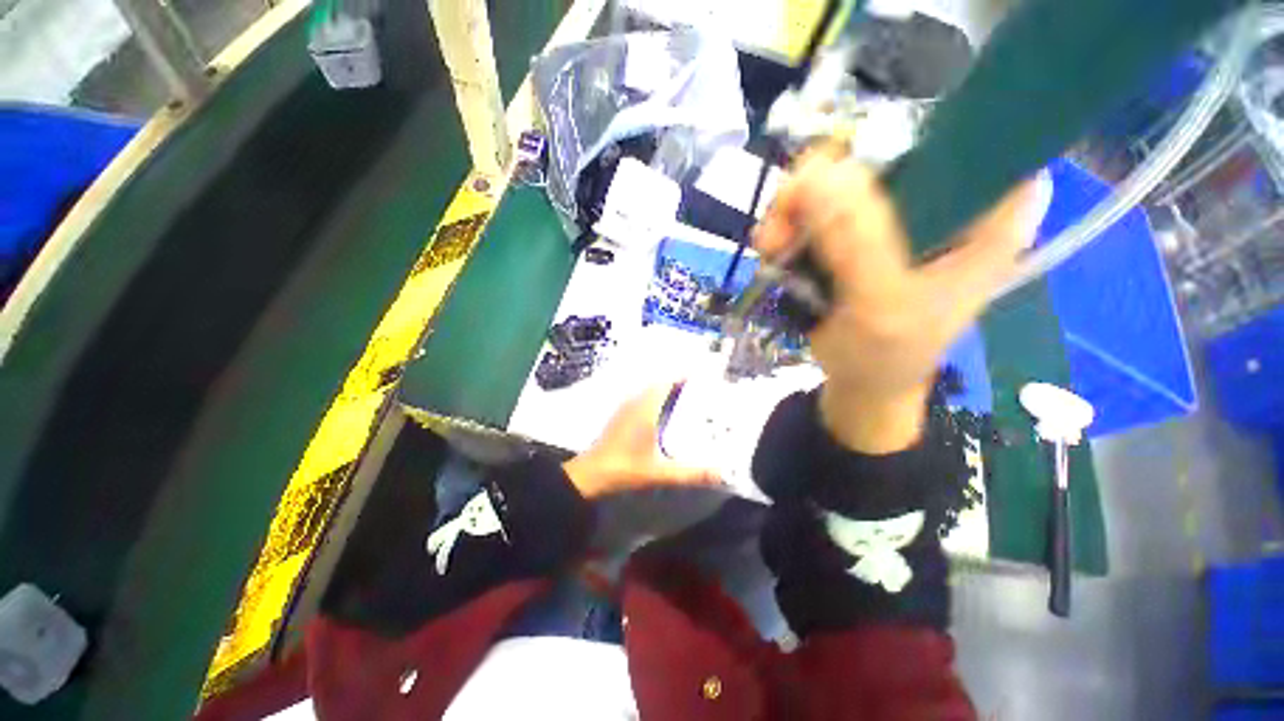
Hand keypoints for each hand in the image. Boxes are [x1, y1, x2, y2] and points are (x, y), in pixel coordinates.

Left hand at [563, 384, 721, 498]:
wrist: (590, 474)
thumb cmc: (625, 469)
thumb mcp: (661, 472)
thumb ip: (691, 473)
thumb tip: (720, 473)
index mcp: (645, 409)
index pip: (666, 382)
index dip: (683, 374)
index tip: (701, 371)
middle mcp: (635, 402)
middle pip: (659, 382)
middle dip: (678, 379)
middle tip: (699, 383)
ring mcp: (626, 407)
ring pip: (649, 389)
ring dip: (666, 387)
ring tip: (686, 391)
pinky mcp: (621, 415)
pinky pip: (642, 396)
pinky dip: (656, 395)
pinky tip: (664, 408)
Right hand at [754, 152, 1041, 453]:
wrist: (861, 382)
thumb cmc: (887, 356)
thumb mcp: (881, 306)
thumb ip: (857, 244)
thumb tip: (817, 173)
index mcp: (987, 211)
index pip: (960, 134)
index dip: (898, 133)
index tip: (839, 171)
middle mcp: (945, 198)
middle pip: (877, 151)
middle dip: (818, 185)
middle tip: (783, 227)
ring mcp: (894, 212)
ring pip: (835, 178)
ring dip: (792, 210)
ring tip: (771, 248)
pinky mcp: (856, 230)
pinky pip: (814, 206)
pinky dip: (787, 224)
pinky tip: (773, 252)